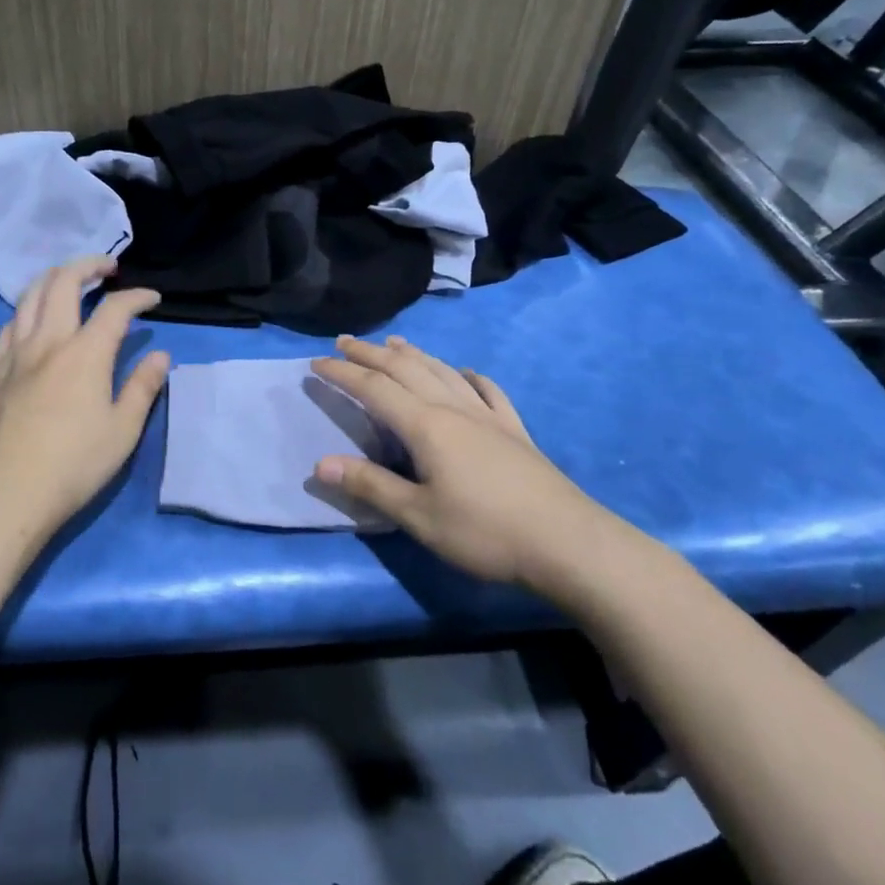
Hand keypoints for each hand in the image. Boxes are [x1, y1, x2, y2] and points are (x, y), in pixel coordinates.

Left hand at [0, 256, 169, 536]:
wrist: (5, 492)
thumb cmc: (74, 465)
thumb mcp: (122, 431)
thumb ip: (142, 388)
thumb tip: (160, 356)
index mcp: (86, 353)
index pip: (116, 307)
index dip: (138, 296)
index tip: (153, 299)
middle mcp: (48, 341)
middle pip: (64, 282)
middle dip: (89, 265)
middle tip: (108, 268)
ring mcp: (15, 353)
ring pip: (30, 295)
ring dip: (54, 278)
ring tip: (70, 281)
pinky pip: (9, 324)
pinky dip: (27, 309)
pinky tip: (34, 320)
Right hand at [312, 336, 635, 596]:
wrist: (568, 543)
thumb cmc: (485, 532)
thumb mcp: (418, 516)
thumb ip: (370, 486)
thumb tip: (320, 463)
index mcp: (426, 426)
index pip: (374, 389)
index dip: (342, 374)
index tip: (316, 364)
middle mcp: (454, 409)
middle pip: (406, 369)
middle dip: (371, 354)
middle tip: (344, 341)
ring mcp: (488, 416)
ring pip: (443, 372)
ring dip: (414, 355)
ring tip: (394, 344)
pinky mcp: (515, 430)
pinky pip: (488, 391)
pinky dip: (470, 376)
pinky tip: (467, 373)